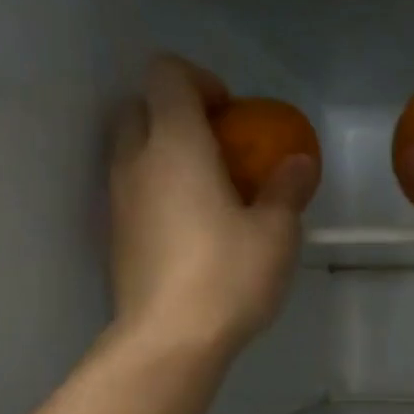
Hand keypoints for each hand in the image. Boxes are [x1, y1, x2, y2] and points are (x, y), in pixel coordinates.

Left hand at [107, 55, 317, 352]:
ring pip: (132, 151)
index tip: (232, 116)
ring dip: (165, 156)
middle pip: (140, 107)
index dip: (200, 81)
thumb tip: (298, 163)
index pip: (168, 74)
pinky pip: (132, 192)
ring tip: (208, 195)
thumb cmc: (228, 277)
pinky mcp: (115, 236)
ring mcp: (119, 199)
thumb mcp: (276, 234)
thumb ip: (287, 190)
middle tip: (218, 151)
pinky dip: (157, 192)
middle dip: (176, 115)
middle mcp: (136, 160)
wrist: (170, 340)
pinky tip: (191, 232)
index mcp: (176, 144)